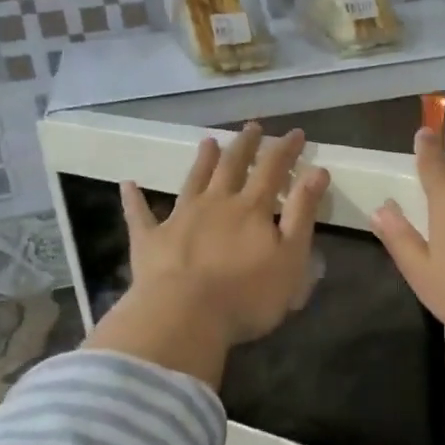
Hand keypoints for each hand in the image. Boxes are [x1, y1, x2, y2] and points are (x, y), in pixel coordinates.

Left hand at [120, 124, 330, 346]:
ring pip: (193, 180)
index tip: (295, 133)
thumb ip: (302, 213)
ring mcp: (179, 218)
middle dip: (245, 145)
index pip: (273, 169)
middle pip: (232, 166)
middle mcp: (216, 203)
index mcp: (251, 208)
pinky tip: (127, 184)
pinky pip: (139, 214)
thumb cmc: (247, 294)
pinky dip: (134, 198)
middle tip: (252, 127)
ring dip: (202, 160)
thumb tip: (317, 171)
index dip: (286, 149)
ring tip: (208, 142)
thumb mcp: (291, 257)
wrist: (184, 317)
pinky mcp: (150, 240)